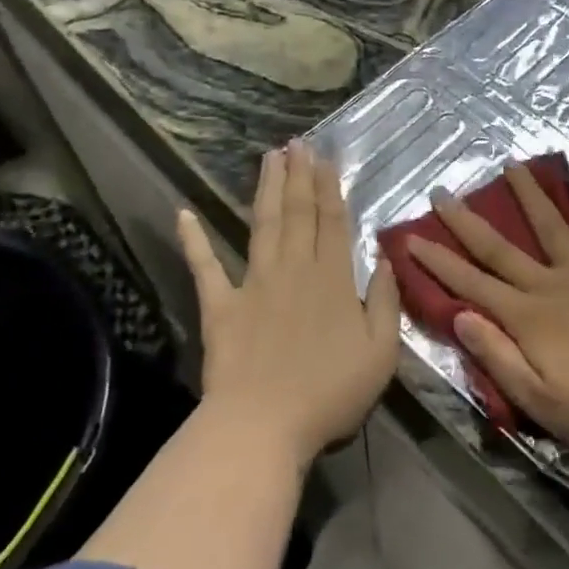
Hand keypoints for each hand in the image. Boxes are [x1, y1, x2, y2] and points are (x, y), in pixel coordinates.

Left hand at [178, 143, 399, 466]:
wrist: (263, 425)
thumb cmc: (330, 392)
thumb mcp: (381, 352)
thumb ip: (384, 301)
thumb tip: (381, 259)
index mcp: (333, 279)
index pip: (332, 221)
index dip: (329, 186)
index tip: (324, 157)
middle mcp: (294, 269)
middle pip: (298, 212)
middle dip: (298, 175)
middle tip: (296, 143)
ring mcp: (254, 284)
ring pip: (263, 225)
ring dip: (266, 189)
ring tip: (268, 157)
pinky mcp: (220, 306)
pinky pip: (205, 267)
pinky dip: (194, 240)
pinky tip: (184, 213)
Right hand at [405, 164, 568, 467]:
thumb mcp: (541, 402)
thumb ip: (498, 357)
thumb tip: (458, 316)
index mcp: (528, 318)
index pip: (471, 284)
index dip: (438, 263)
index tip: (410, 238)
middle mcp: (553, 285)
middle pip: (501, 248)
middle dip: (467, 221)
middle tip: (442, 192)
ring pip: (553, 227)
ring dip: (529, 196)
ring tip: (512, 165)